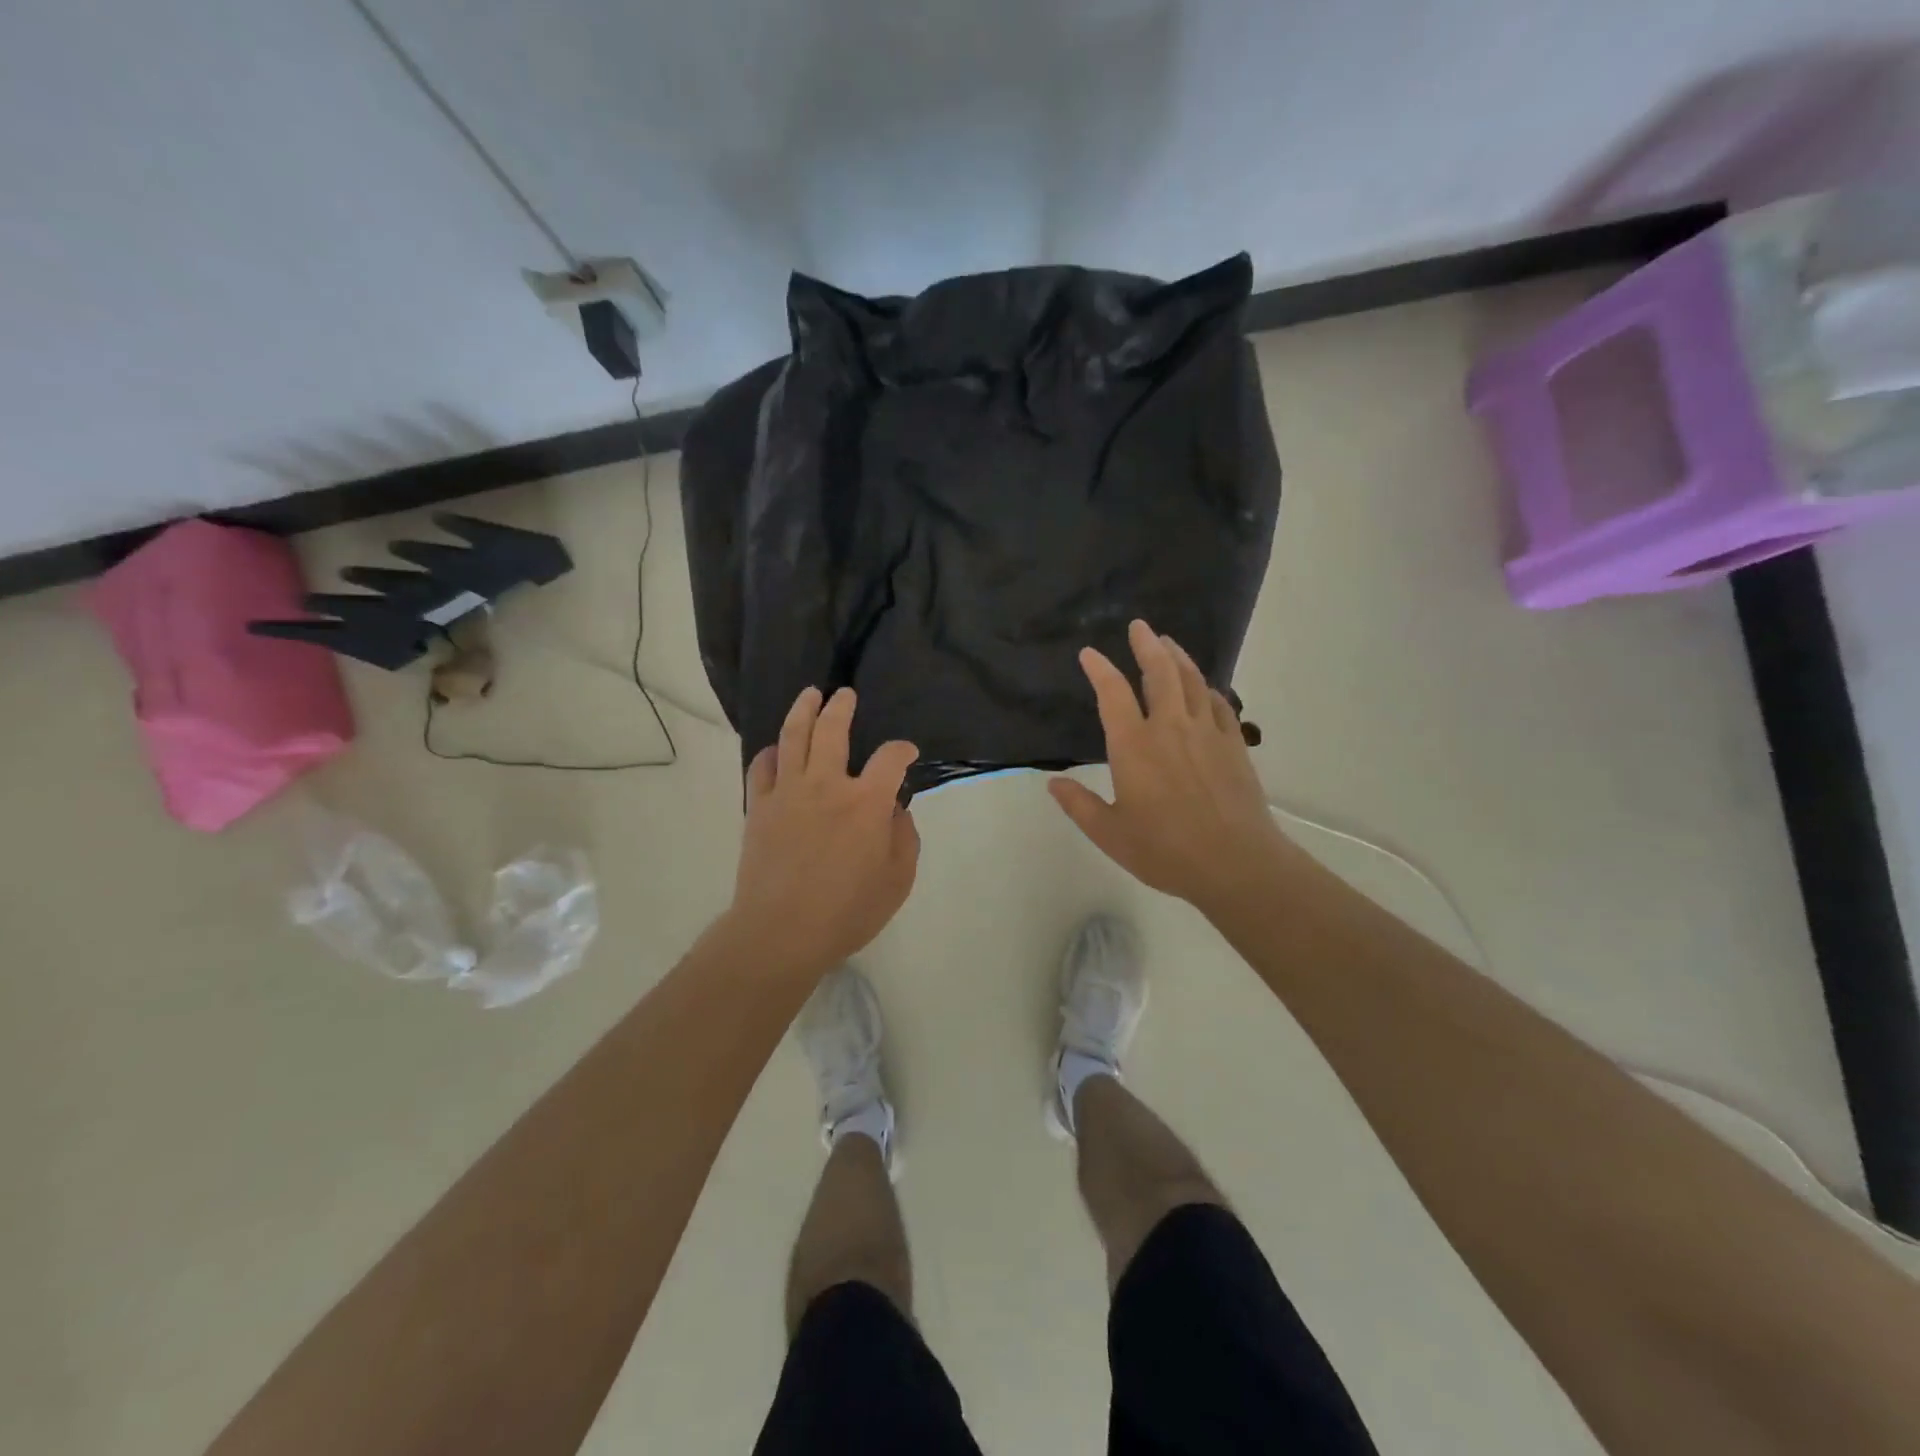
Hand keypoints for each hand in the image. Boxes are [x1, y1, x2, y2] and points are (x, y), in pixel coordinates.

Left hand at [728, 686, 920, 979]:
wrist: (781, 932)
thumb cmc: (847, 911)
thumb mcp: (897, 880)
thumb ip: (904, 838)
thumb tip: (895, 810)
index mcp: (866, 802)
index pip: (890, 758)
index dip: (902, 749)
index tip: (906, 753)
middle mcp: (826, 785)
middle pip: (832, 730)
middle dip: (842, 707)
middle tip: (845, 695)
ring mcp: (787, 792)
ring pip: (793, 736)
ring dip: (803, 710)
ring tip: (810, 695)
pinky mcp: (759, 806)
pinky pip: (761, 767)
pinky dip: (771, 752)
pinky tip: (777, 749)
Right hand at [1050, 620, 1295, 916]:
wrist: (1235, 863)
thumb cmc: (1165, 850)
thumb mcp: (1110, 834)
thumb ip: (1080, 805)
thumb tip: (1053, 783)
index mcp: (1134, 746)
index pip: (1112, 694)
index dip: (1099, 669)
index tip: (1089, 653)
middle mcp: (1170, 728)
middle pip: (1159, 673)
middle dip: (1146, 645)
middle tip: (1139, 626)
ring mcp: (1207, 732)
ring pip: (1192, 681)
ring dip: (1178, 658)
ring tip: (1169, 644)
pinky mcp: (1234, 744)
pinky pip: (1220, 704)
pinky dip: (1208, 688)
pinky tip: (1205, 687)